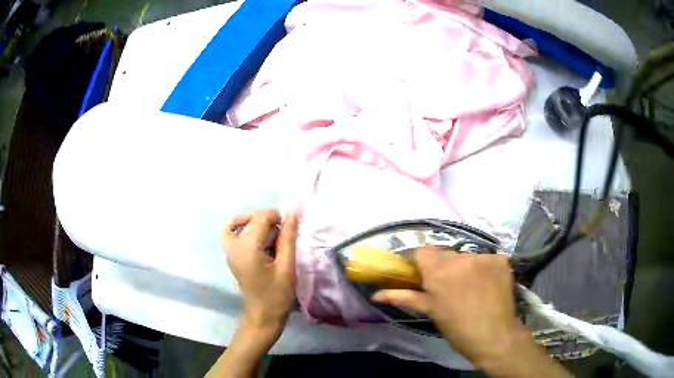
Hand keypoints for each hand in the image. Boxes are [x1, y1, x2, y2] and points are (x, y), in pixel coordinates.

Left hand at [222, 209, 298, 335]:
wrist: (263, 316)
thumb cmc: (277, 295)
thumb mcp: (286, 266)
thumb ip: (288, 238)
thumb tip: (292, 214)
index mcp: (246, 248)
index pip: (260, 218)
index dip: (277, 217)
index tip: (291, 228)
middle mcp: (233, 246)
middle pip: (250, 219)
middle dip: (268, 222)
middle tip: (283, 237)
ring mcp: (229, 252)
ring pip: (240, 225)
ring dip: (259, 228)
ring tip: (274, 242)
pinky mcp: (232, 257)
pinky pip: (234, 234)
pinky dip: (247, 233)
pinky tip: (262, 244)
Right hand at [372, 249, 524, 365]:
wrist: (494, 336)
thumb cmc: (457, 328)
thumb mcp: (430, 311)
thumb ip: (404, 297)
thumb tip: (376, 294)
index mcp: (438, 272)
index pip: (423, 251)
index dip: (423, 263)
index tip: (425, 275)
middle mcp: (460, 259)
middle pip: (445, 253)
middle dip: (444, 266)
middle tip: (450, 285)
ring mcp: (483, 257)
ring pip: (467, 255)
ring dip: (466, 267)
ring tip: (472, 286)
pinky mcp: (501, 259)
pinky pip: (487, 258)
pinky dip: (485, 268)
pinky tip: (488, 283)